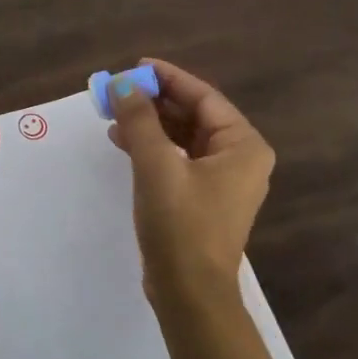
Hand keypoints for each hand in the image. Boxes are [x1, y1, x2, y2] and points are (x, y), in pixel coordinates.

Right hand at [107, 58, 276, 305]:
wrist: (189, 292)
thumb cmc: (180, 224)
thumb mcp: (156, 165)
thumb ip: (139, 120)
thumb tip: (123, 85)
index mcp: (243, 146)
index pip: (204, 98)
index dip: (169, 79)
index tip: (136, 66)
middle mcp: (239, 159)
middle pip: (194, 117)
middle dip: (155, 103)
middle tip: (119, 91)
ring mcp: (222, 182)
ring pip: (184, 139)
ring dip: (150, 125)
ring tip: (114, 115)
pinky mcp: (203, 200)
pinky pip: (179, 161)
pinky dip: (153, 149)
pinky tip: (123, 143)